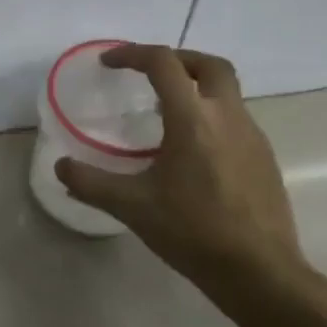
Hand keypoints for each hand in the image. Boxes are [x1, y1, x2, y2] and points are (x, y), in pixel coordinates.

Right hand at [55, 46, 306, 291]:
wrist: (260, 272)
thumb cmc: (193, 232)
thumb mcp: (132, 207)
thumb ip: (91, 183)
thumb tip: (61, 167)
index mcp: (193, 120)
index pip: (163, 64)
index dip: (133, 54)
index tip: (109, 62)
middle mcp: (228, 117)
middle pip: (209, 65)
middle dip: (177, 59)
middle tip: (149, 72)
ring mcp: (253, 136)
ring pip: (226, 91)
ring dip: (195, 88)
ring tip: (164, 113)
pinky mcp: (264, 158)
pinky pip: (235, 118)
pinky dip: (210, 115)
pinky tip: (192, 150)